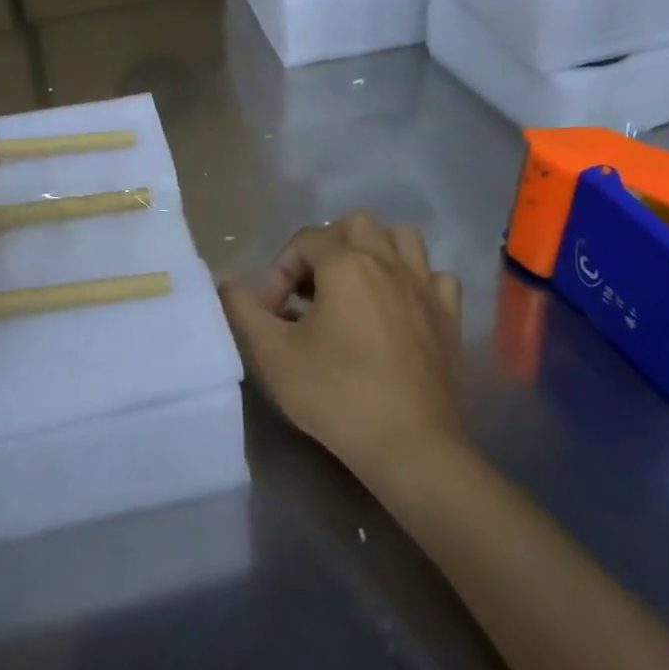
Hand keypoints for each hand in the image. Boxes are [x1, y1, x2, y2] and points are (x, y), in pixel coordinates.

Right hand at [220, 213, 464, 483]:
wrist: (408, 444)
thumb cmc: (335, 394)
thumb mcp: (273, 354)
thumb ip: (243, 309)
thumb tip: (220, 277)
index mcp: (346, 263)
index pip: (304, 240)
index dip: (279, 271)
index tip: (270, 314)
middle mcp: (388, 262)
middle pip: (355, 224)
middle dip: (326, 247)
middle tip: (310, 291)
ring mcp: (424, 287)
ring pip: (402, 238)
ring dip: (375, 250)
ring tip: (354, 286)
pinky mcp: (448, 316)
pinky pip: (436, 277)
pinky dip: (417, 281)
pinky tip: (400, 306)